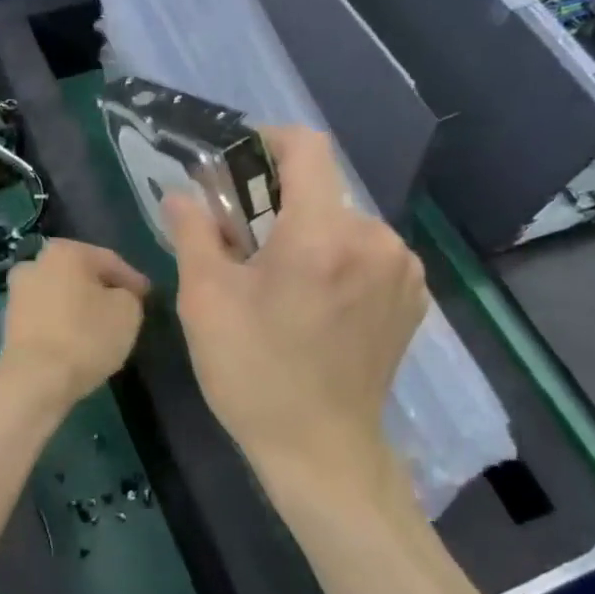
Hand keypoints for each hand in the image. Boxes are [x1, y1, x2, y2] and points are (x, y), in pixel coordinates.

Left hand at [0, 238, 148, 410]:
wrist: (35, 379)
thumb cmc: (85, 337)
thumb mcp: (128, 311)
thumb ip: (129, 295)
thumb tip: (119, 296)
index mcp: (64, 251)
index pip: (109, 260)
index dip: (132, 280)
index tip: (147, 297)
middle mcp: (35, 262)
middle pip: (81, 275)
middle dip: (102, 290)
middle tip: (125, 309)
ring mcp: (17, 292)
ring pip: (61, 295)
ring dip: (80, 307)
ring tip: (101, 328)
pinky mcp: (9, 321)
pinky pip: (47, 316)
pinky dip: (63, 323)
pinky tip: (77, 340)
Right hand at [165, 127, 426, 507]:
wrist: (321, 451)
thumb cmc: (253, 374)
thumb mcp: (205, 301)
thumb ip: (194, 232)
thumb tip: (181, 195)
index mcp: (322, 235)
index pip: (306, 147)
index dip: (268, 142)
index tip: (238, 166)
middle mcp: (375, 240)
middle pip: (322, 189)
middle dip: (279, 202)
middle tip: (242, 241)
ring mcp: (402, 270)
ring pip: (344, 221)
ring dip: (308, 232)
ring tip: (278, 278)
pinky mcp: (413, 297)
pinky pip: (368, 252)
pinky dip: (337, 258)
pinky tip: (314, 300)